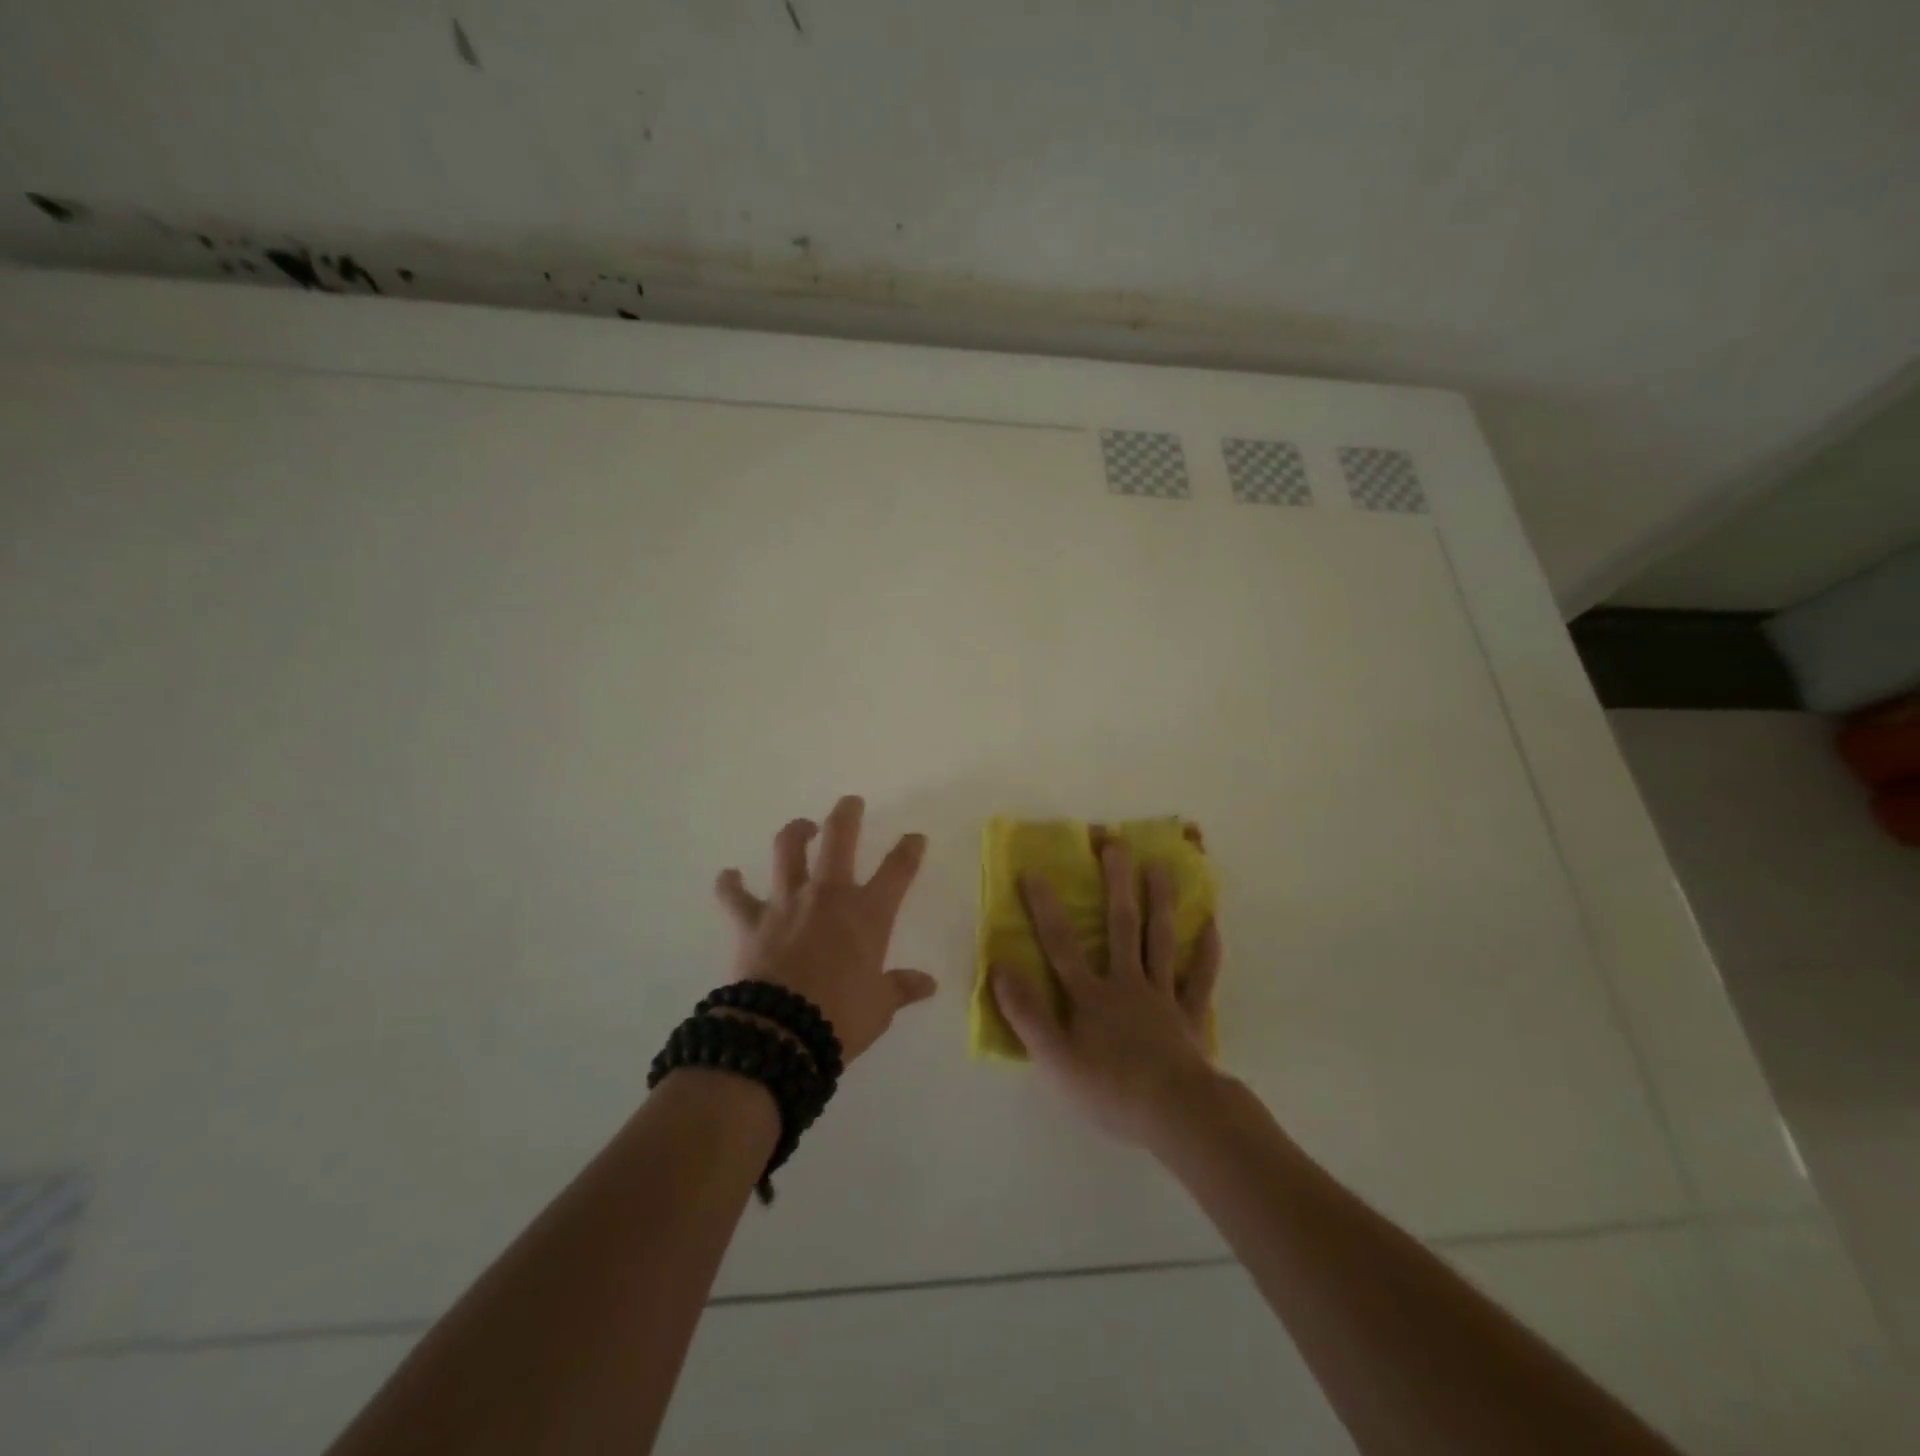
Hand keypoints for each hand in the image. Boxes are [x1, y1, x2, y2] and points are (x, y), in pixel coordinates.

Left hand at [714, 795, 937, 1063]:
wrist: (781, 1033)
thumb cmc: (841, 1018)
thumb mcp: (879, 1007)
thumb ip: (901, 988)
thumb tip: (928, 984)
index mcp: (868, 914)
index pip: (897, 871)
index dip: (908, 850)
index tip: (915, 837)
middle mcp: (829, 897)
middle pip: (840, 839)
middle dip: (847, 815)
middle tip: (850, 803)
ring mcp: (788, 904)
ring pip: (788, 851)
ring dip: (795, 832)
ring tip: (802, 827)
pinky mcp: (752, 921)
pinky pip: (735, 897)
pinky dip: (730, 885)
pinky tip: (728, 876)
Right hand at [990, 839, 1222, 1143]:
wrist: (1175, 1115)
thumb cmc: (1109, 1089)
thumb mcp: (1053, 1057)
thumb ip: (1025, 1012)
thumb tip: (998, 967)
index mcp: (1090, 995)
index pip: (1061, 944)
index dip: (1045, 908)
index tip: (1034, 871)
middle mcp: (1126, 983)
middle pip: (1120, 926)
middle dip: (1116, 883)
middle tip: (1116, 844)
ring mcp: (1162, 996)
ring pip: (1160, 940)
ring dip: (1159, 902)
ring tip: (1159, 866)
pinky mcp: (1189, 1016)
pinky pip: (1200, 979)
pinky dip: (1207, 952)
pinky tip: (1211, 924)